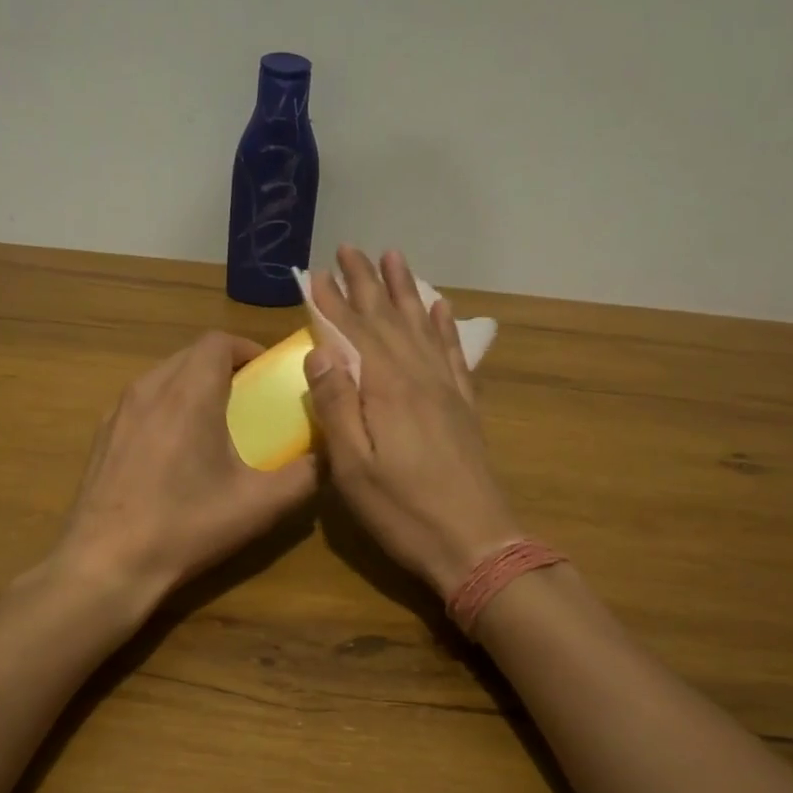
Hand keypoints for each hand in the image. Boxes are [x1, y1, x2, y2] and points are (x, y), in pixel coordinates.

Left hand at [52, 332, 316, 609]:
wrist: (107, 563)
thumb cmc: (187, 526)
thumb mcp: (259, 505)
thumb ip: (305, 474)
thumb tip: (330, 453)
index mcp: (189, 394)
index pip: (218, 341)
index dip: (248, 350)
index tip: (267, 377)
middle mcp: (149, 389)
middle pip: (190, 355)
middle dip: (224, 368)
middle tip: (249, 403)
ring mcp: (118, 412)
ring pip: (163, 377)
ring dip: (193, 387)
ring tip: (215, 426)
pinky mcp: (102, 436)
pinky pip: (141, 403)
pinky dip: (166, 408)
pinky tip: (175, 453)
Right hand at [304, 247, 521, 596]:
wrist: (475, 543)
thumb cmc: (404, 513)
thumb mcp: (354, 468)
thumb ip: (336, 407)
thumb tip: (319, 352)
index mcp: (387, 390)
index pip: (354, 334)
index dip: (333, 303)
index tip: (316, 274)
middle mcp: (419, 378)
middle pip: (389, 320)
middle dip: (367, 284)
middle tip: (351, 248)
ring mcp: (447, 391)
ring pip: (422, 327)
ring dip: (406, 292)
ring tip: (395, 258)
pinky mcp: (464, 408)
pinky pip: (453, 354)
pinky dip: (444, 327)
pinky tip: (440, 308)